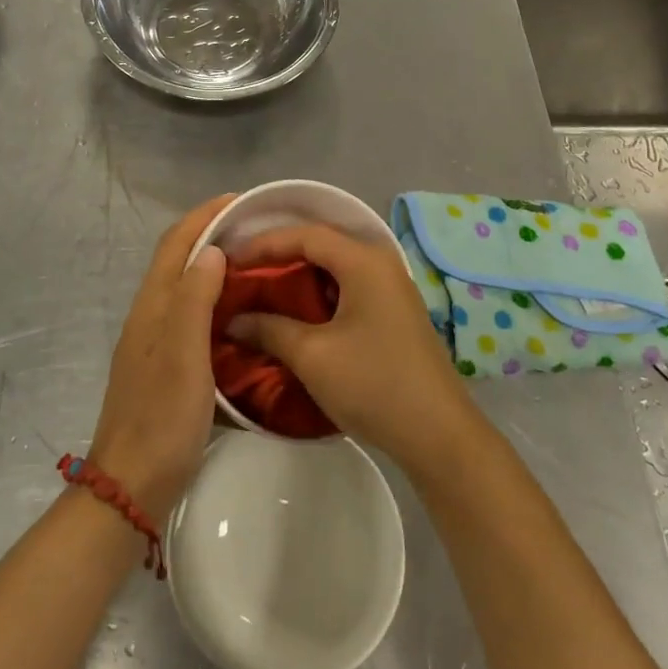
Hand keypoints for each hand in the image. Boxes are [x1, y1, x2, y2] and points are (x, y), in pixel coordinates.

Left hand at [88, 195, 233, 518]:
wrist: (132, 485)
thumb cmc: (162, 418)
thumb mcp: (184, 355)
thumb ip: (195, 299)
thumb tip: (212, 250)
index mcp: (153, 307)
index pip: (175, 244)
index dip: (204, 216)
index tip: (241, 200)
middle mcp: (150, 317)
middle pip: (178, 260)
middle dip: (211, 234)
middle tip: (257, 230)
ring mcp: (155, 343)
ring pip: (185, 288)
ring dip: (214, 266)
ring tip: (256, 263)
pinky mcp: (165, 366)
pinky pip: (192, 315)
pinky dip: (215, 299)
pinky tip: (241, 313)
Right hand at [229, 223, 477, 477]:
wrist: (438, 434)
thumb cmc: (374, 384)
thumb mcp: (312, 356)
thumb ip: (269, 329)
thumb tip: (233, 320)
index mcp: (364, 261)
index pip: (305, 234)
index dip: (264, 243)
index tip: (229, 259)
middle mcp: (380, 263)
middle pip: (321, 245)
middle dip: (279, 257)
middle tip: (242, 272)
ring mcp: (391, 288)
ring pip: (334, 268)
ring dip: (298, 277)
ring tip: (260, 292)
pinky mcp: (393, 312)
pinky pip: (347, 288)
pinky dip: (317, 295)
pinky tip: (295, 315)